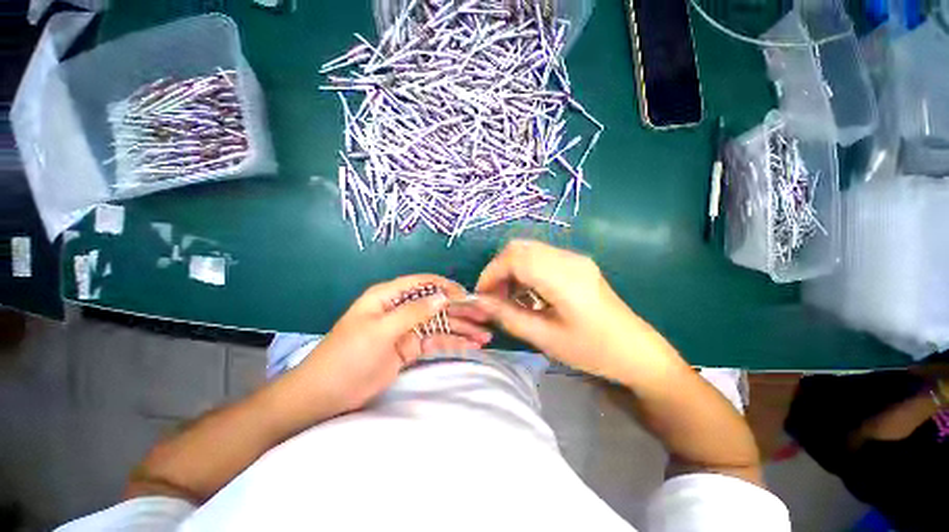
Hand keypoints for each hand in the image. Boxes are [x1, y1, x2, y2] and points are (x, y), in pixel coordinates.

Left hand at [295, 274, 491, 413]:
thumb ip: (413, 312)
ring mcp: (407, 329)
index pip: (423, 283)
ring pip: (440, 324)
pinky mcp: (411, 348)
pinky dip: (453, 343)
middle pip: (437, 304)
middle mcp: (401, 308)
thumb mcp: (380, 331)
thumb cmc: (348, 356)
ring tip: (485, 336)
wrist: (325, 395)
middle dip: (461, 310)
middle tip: (486, 317)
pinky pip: (436, 342)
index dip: (446, 287)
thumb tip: (443, 297)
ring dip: (462, 329)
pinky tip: (471, 346)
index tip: (468, 297)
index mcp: (389, 296)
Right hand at [475, 240, 678, 382]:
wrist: (637, 351)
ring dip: (511, 269)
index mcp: (563, 276)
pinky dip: (525, 271)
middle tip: (493, 296)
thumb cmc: (593, 350)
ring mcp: (574, 258)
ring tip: (508, 298)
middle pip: (519, 248)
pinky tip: (527, 294)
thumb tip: (478, 303)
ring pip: (528, 251)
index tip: (481, 296)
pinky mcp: (576, 264)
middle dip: (498, 269)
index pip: (514, 257)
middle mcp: (568, 258)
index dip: (491, 273)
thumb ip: (508, 316)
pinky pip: (541, 258)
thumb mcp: (545, 338)